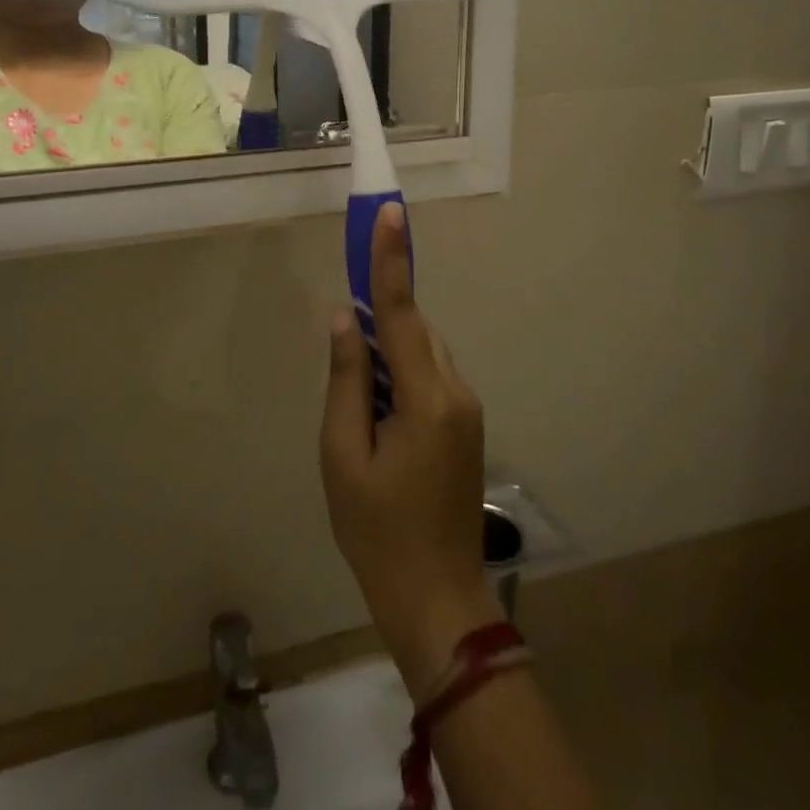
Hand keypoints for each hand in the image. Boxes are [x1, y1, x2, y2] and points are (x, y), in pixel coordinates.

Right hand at [322, 202, 504, 695]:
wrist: (437, 597)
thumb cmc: (377, 530)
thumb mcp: (342, 455)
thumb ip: (345, 380)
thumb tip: (344, 319)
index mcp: (427, 398)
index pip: (402, 312)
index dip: (390, 259)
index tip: (389, 212)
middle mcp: (456, 392)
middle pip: (413, 331)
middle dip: (378, 320)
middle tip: (342, 339)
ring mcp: (467, 409)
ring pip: (421, 353)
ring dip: (387, 354)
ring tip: (357, 409)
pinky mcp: (465, 424)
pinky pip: (429, 377)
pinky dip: (399, 376)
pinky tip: (377, 419)